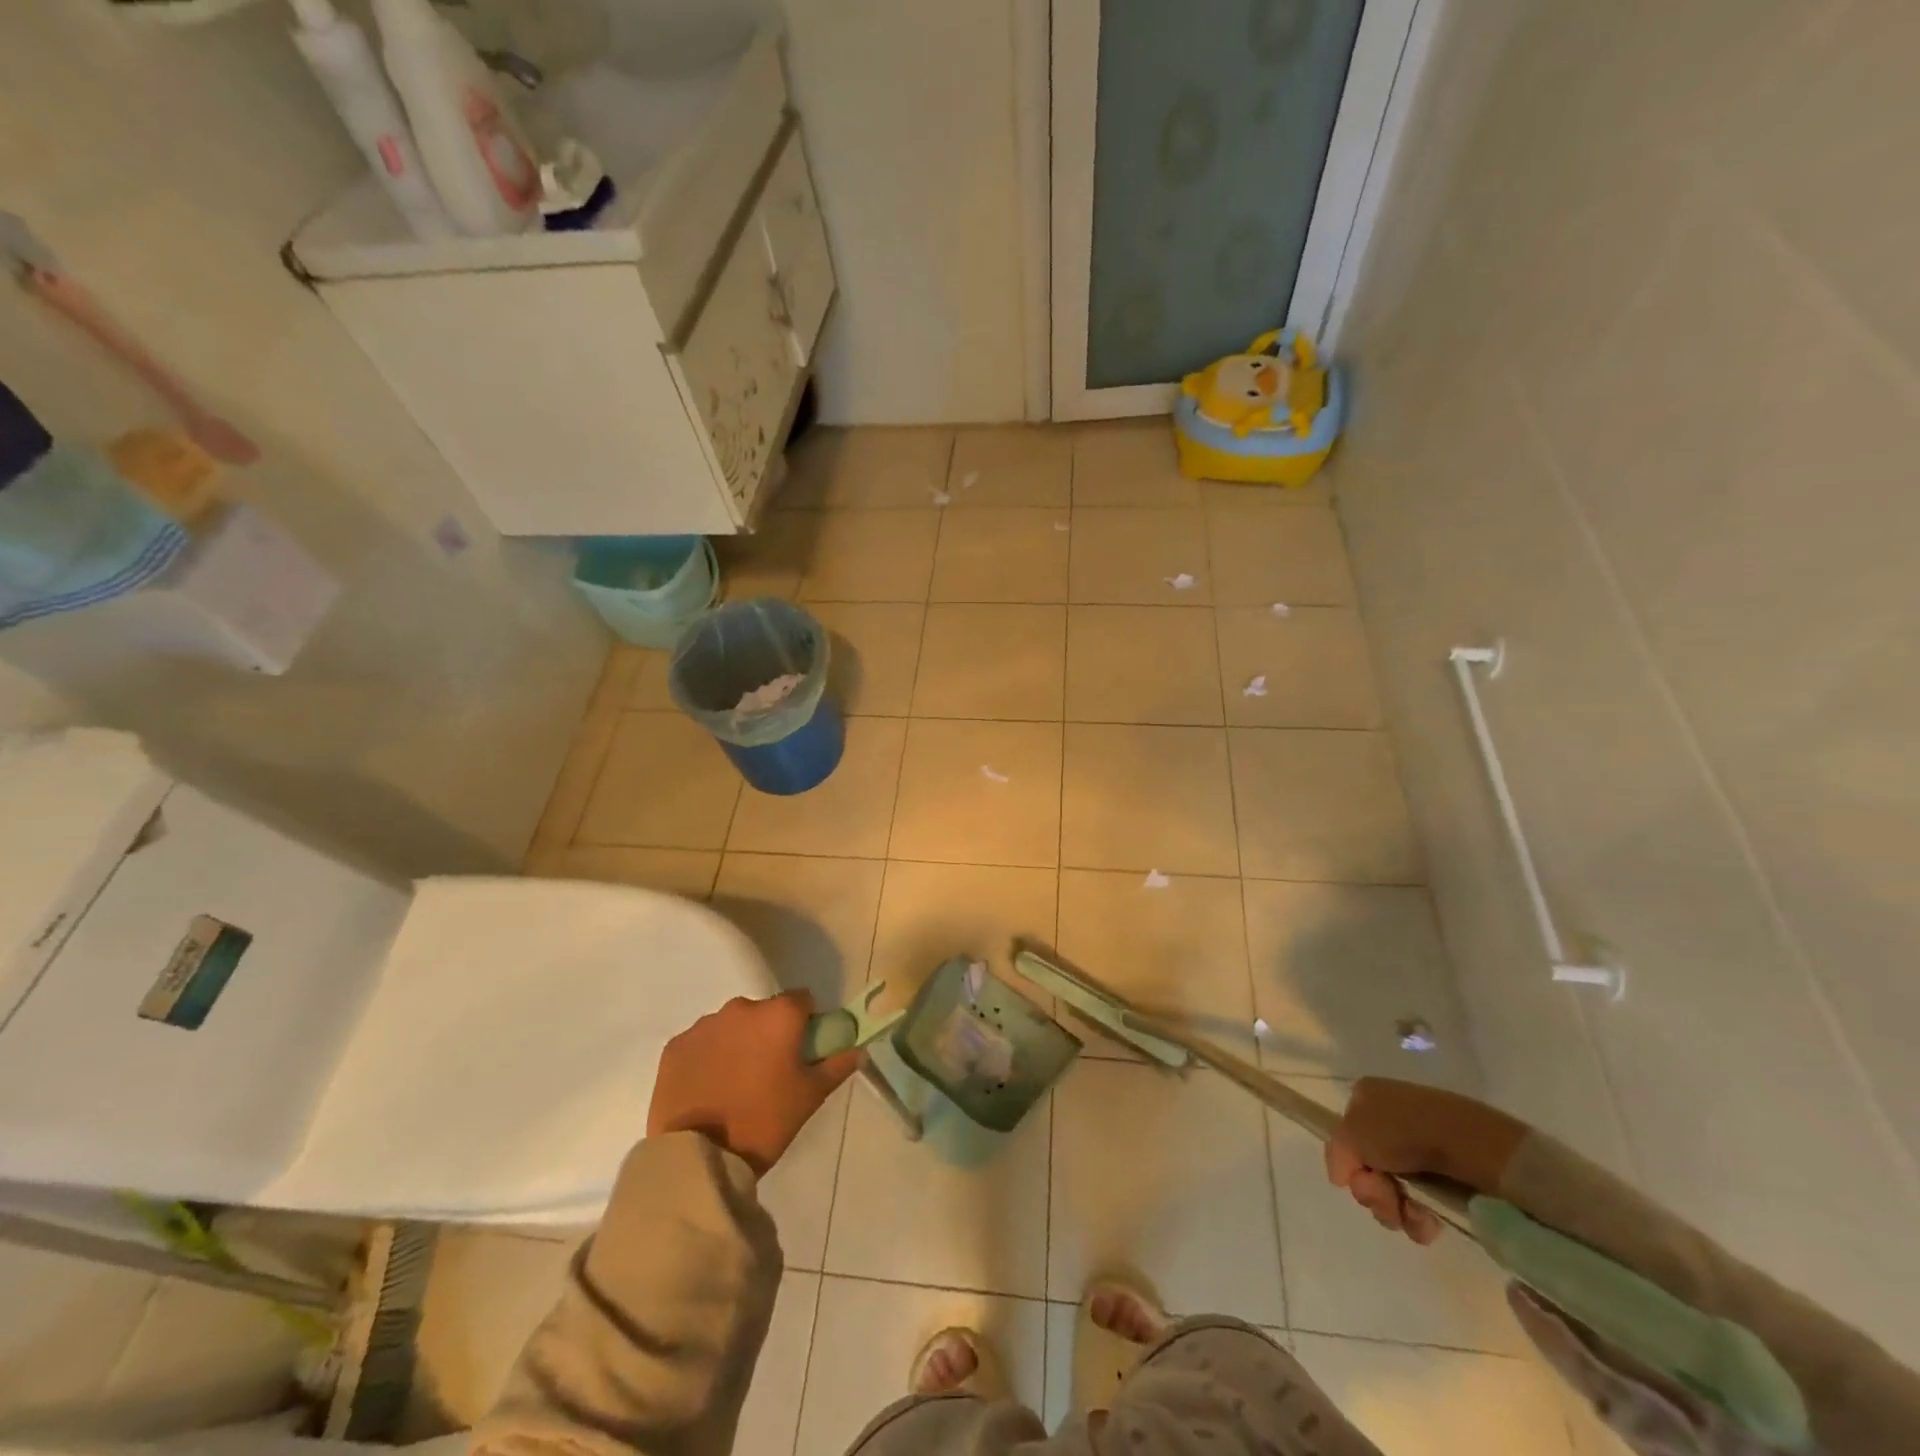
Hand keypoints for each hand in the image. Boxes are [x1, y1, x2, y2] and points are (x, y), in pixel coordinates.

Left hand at [648, 991, 861, 1174]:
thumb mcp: (810, 1096)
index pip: (802, 1000)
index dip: (806, 1022)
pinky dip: (707, 1057)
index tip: (803, 1049)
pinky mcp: (675, 1046)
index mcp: (779, 1015)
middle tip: (769, 1072)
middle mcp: (741, 1008)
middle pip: (764, 1012)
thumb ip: (837, 1065)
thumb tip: (858, 1049)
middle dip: (769, 1033)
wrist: (698, 1156)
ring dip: (738, 1043)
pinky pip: (700, 1043)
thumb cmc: (764, 1121)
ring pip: (731, 1026)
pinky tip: (708, 1088)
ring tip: (735, 1084)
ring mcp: (704, 1025)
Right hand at [1324, 1078, 1527, 1245]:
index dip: (1348, 1163)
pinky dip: (1420, 1219)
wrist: (1472, 1146)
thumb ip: (1337, 1152)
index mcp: (1368, 1098)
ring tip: (1411, 1213)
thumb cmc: (1404, 1131)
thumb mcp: (1353, 1133)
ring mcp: (1421, 1150)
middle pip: (1368, 1168)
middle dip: (1372, 1192)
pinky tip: (1429, 1221)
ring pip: (1393, 1191)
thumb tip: (1340, 1177)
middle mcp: (1391, 1120)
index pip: (1346, 1136)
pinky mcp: (1448, 1178)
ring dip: (1395, 1210)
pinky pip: (1422, 1205)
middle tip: (1385, 1197)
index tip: (1356, 1178)